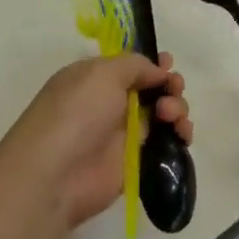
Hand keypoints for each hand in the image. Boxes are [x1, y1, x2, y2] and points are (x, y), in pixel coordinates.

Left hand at [3, 54, 192, 231]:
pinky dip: (179, 135)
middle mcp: (109, 103)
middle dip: (169, 85)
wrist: (55, 175)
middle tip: (173, 90)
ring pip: (162, 114)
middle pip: (151, 89)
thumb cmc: (76, 112)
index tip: (169, 65)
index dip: (152, 64)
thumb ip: (135, 65)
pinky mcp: (135, 162)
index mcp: (95, 78)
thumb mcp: (103, 72)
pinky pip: (164, 143)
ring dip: (176, 108)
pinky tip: (183, 134)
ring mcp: (122, 134)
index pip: (130, 66)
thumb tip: (157, 72)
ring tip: (171, 115)